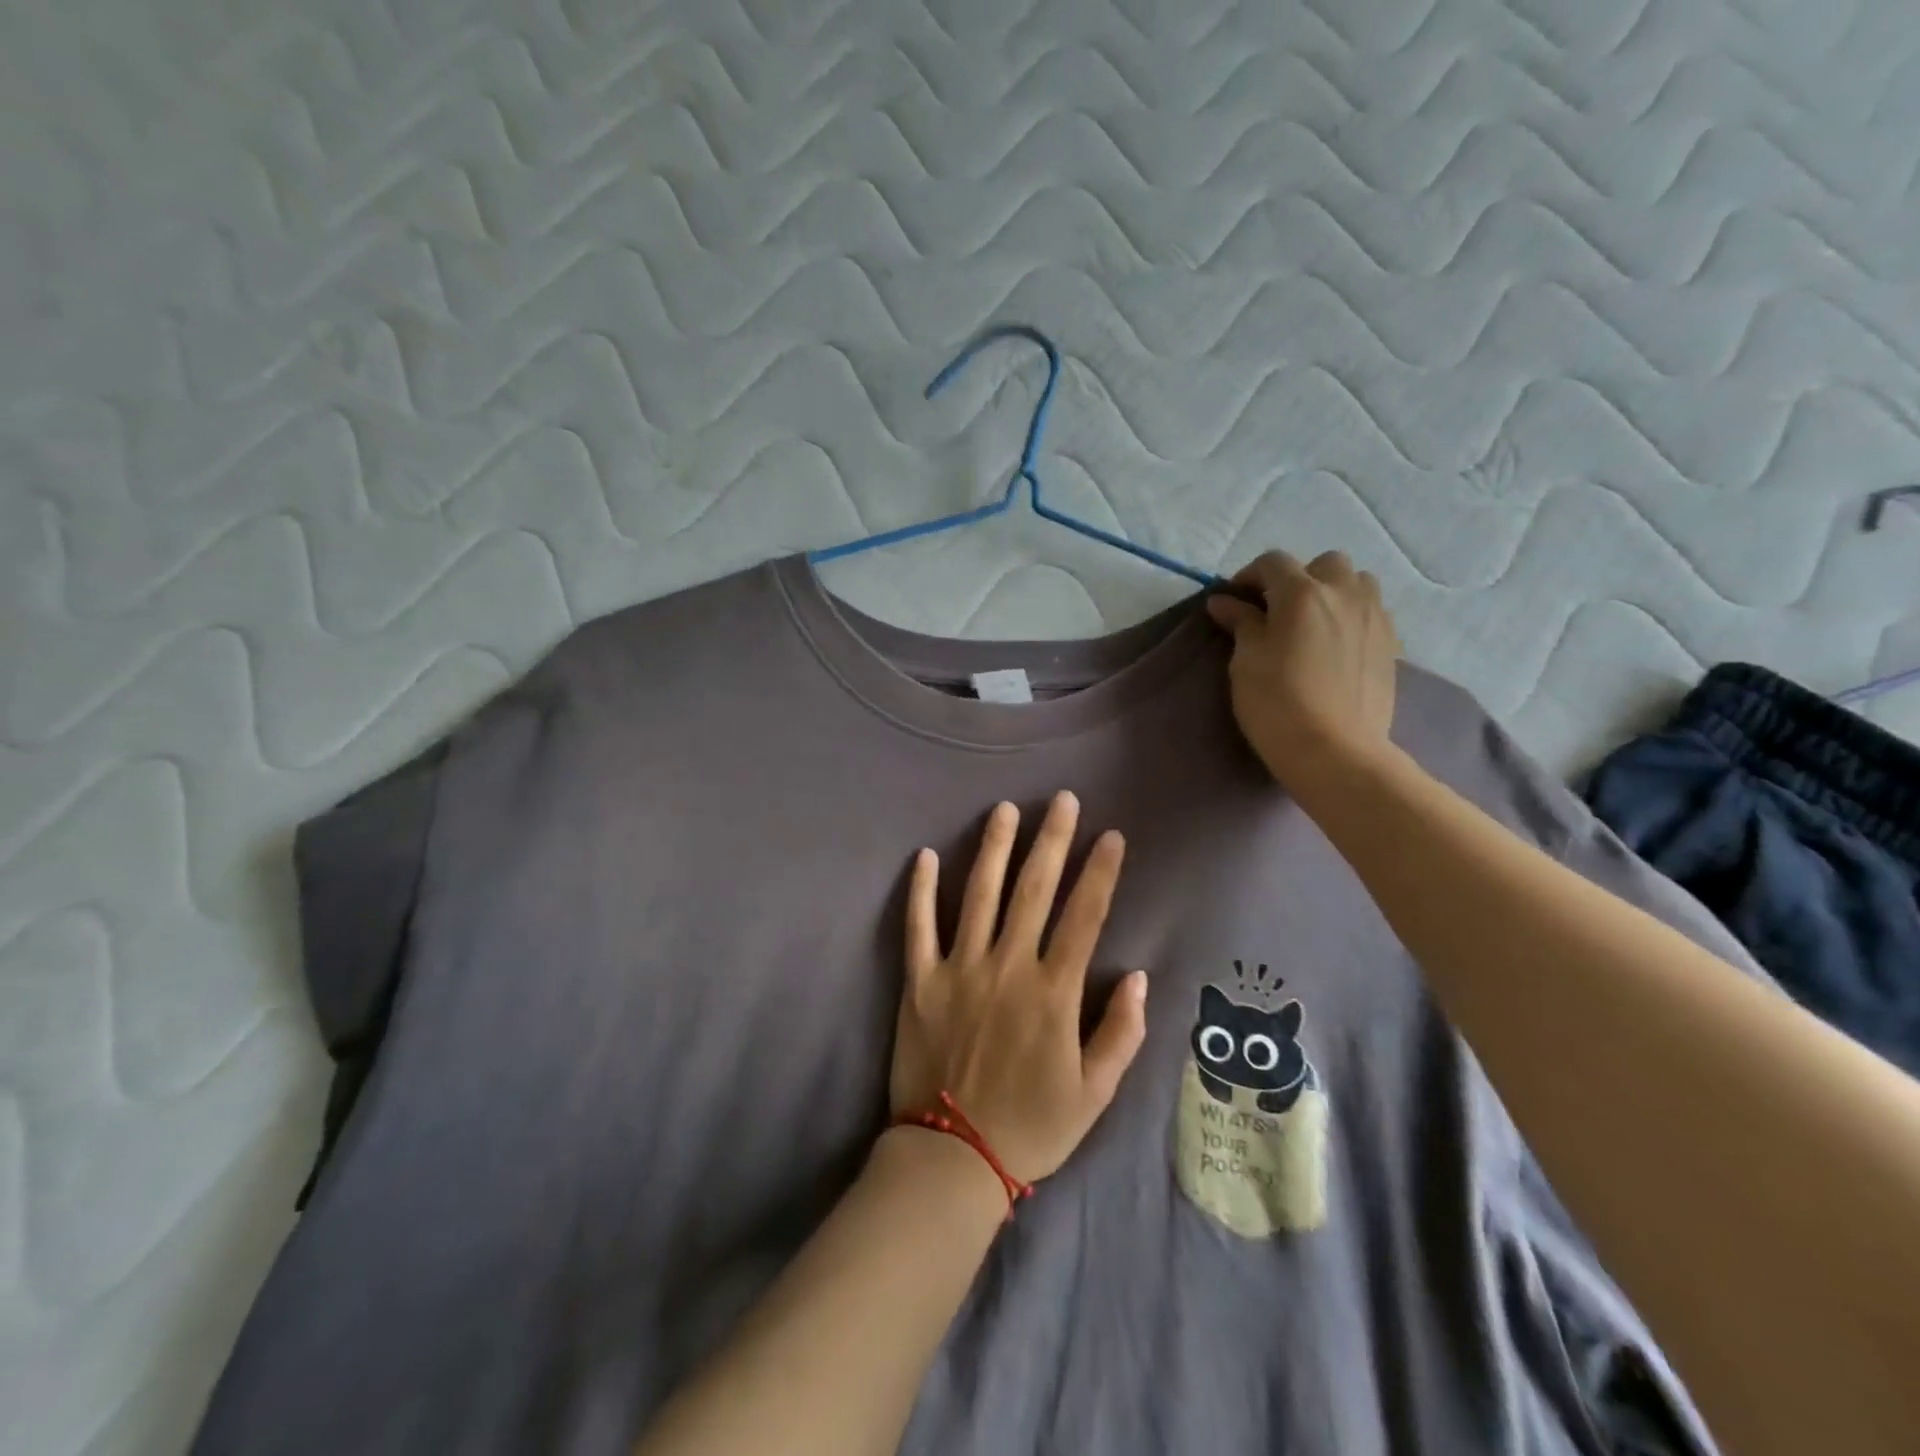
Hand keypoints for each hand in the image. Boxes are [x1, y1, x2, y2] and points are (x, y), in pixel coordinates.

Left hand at [890, 792, 1148, 1185]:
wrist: (953, 1158)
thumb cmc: (1031, 1126)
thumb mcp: (1094, 1093)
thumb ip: (1121, 1033)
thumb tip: (1139, 976)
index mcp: (1053, 992)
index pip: (1084, 917)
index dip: (1100, 873)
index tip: (1111, 837)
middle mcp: (1007, 967)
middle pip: (1034, 890)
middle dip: (1052, 840)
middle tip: (1062, 800)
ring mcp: (959, 969)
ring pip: (979, 894)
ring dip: (994, 848)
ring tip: (1005, 809)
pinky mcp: (920, 981)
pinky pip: (919, 926)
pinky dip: (921, 889)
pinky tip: (923, 854)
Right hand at [1206, 550, 1400, 785]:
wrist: (1333, 750)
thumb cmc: (1276, 704)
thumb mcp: (1246, 662)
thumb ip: (1241, 623)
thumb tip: (1225, 601)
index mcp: (1302, 594)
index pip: (1273, 563)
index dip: (1249, 576)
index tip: (1234, 602)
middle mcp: (1343, 594)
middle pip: (1324, 564)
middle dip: (1298, 578)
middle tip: (1277, 611)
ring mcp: (1373, 617)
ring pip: (1357, 582)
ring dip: (1333, 592)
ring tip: (1314, 622)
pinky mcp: (1390, 644)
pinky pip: (1372, 611)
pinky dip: (1352, 615)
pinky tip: (1335, 644)